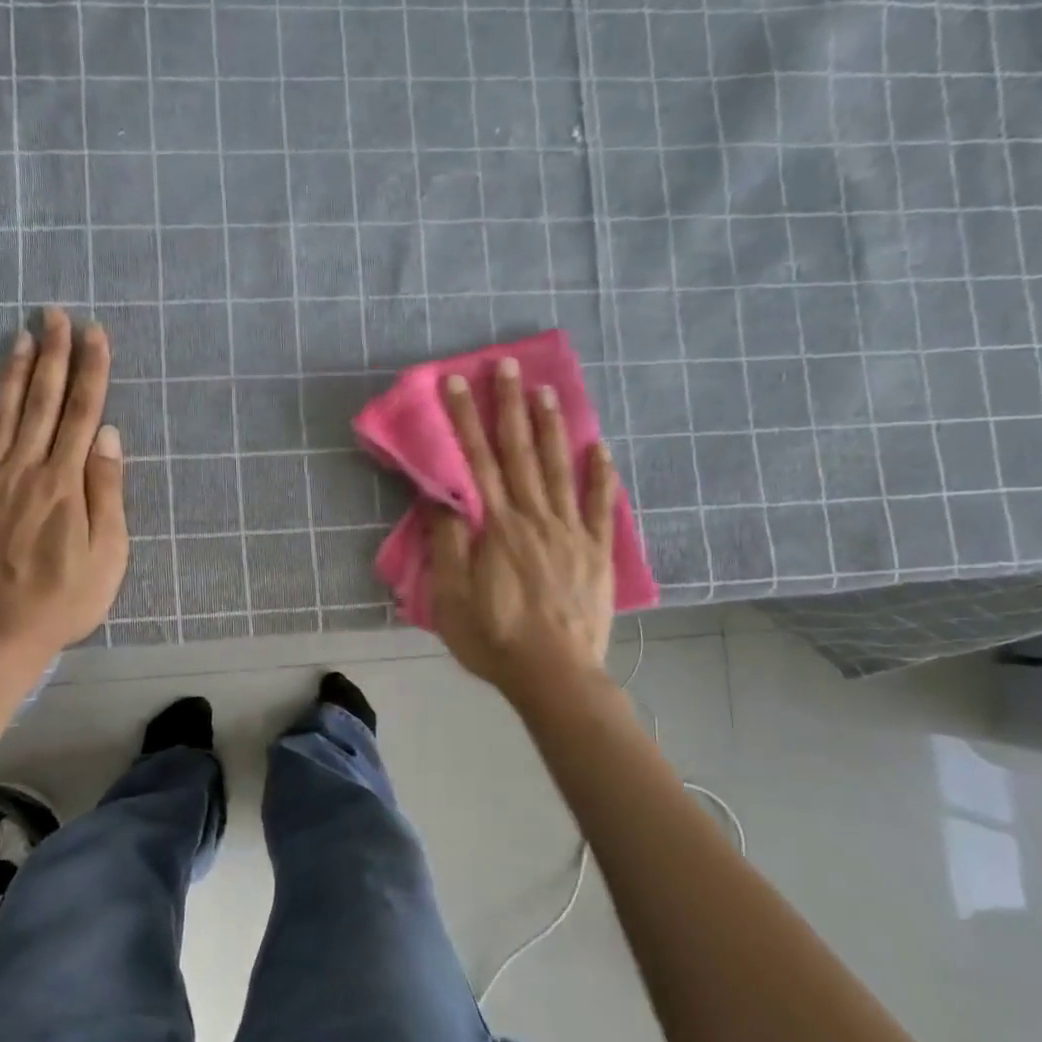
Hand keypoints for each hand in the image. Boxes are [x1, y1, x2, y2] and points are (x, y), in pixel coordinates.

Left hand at [0, 308, 127, 662]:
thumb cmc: (64, 600)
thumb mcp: (108, 554)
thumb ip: (107, 492)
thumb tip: (109, 436)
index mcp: (65, 483)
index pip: (84, 414)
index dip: (91, 371)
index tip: (95, 334)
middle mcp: (26, 470)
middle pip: (44, 403)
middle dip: (54, 356)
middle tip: (56, 315)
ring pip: (3, 416)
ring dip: (13, 374)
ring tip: (21, 336)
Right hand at [428, 357, 617, 701]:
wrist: (554, 675)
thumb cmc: (493, 638)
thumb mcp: (451, 596)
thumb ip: (446, 542)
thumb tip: (439, 494)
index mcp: (496, 526)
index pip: (476, 462)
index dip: (465, 420)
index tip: (458, 382)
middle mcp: (534, 517)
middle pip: (519, 453)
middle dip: (510, 406)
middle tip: (508, 366)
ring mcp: (570, 531)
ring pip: (559, 468)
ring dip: (552, 427)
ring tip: (548, 391)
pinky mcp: (596, 551)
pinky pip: (601, 506)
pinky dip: (602, 475)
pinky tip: (601, 448)